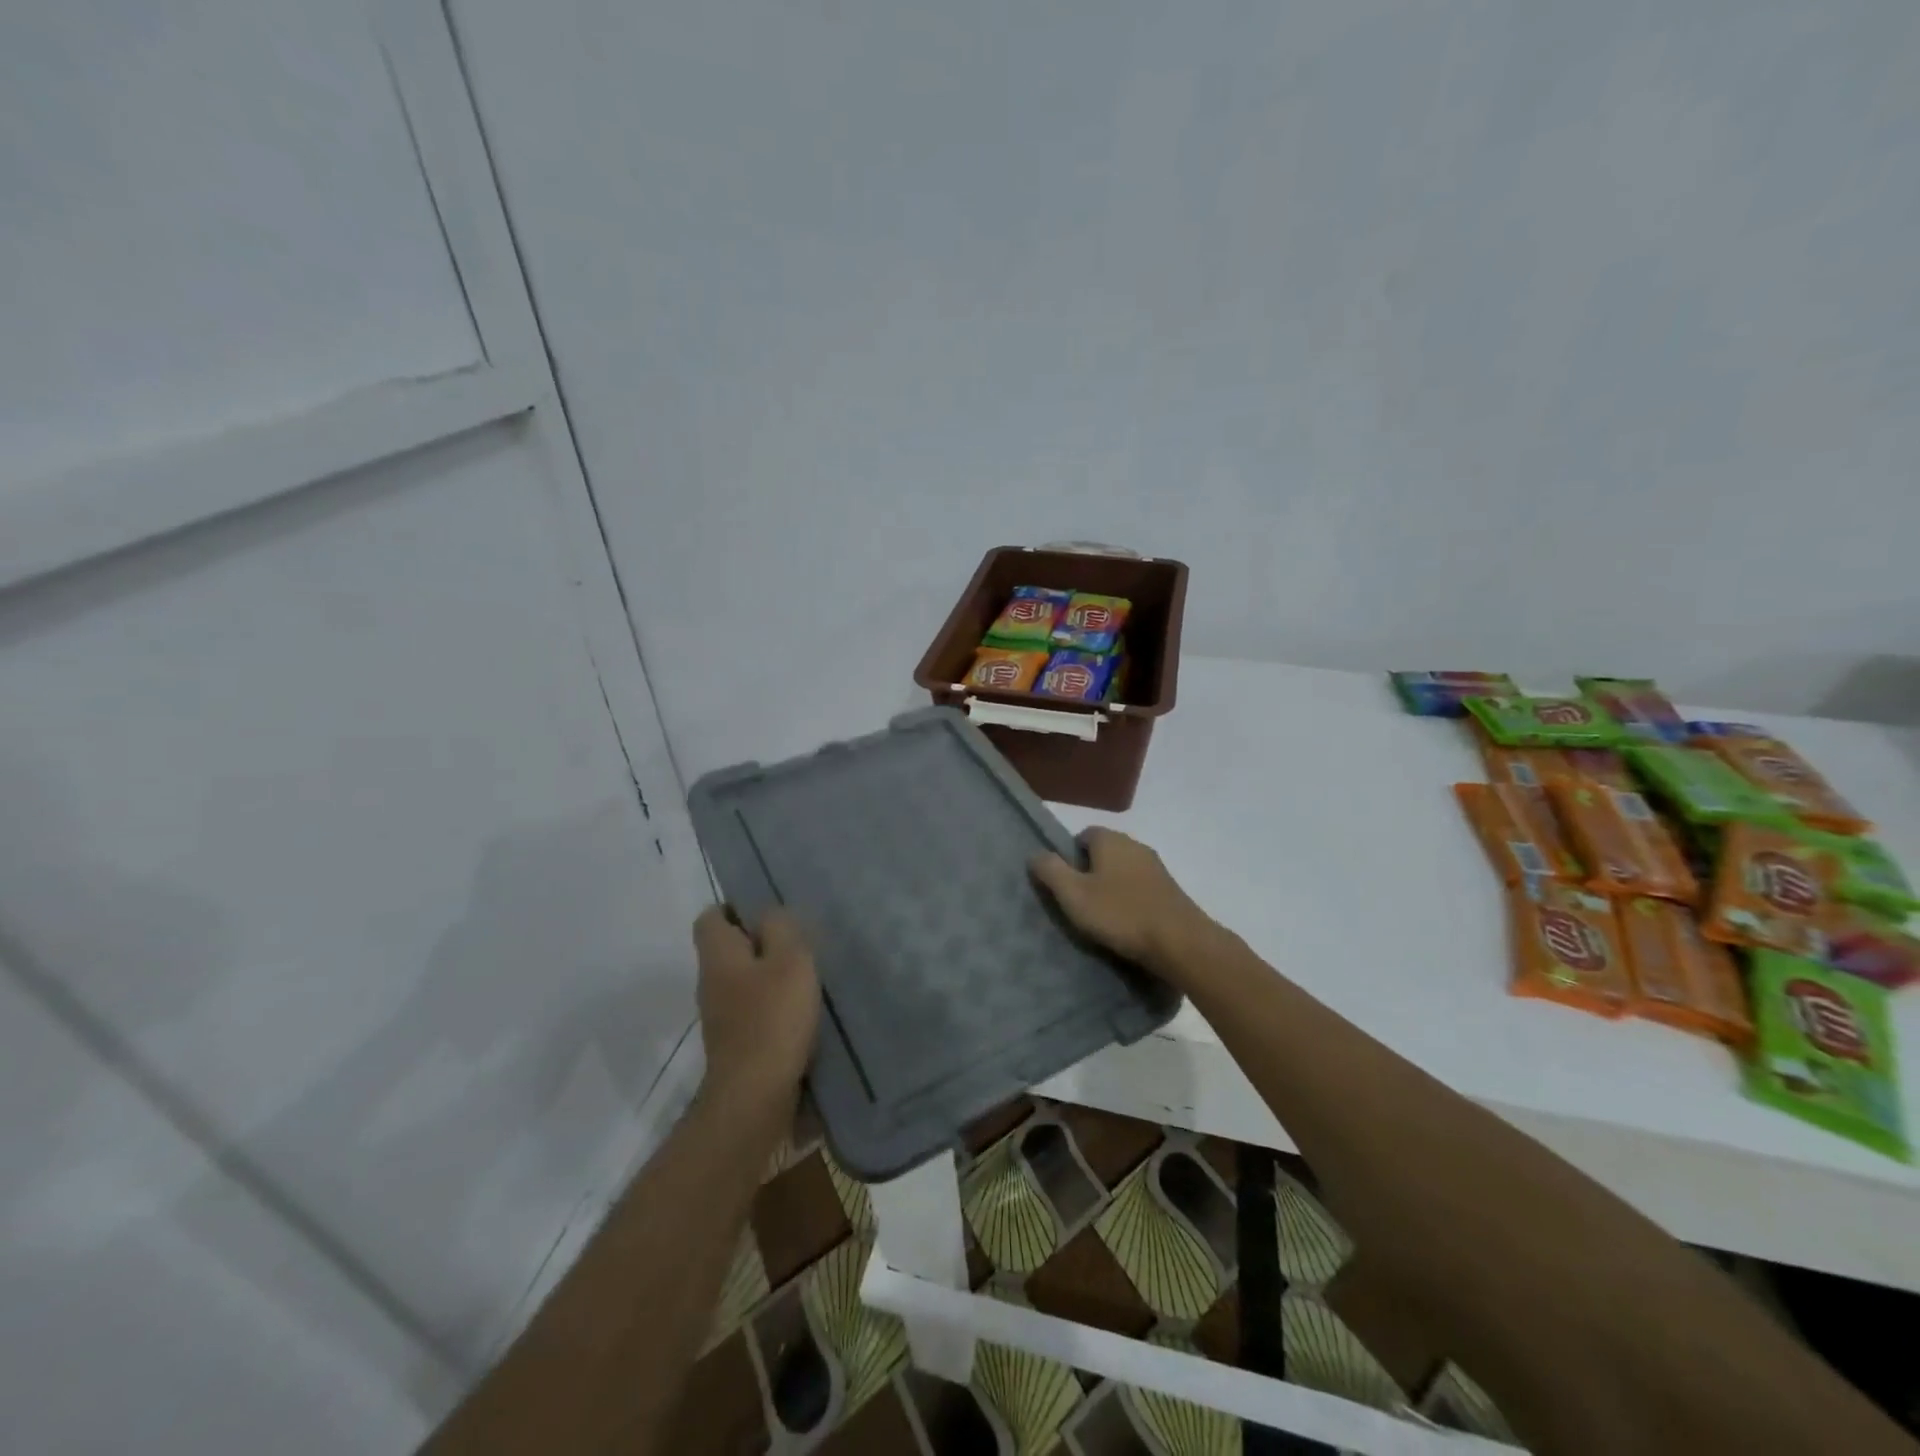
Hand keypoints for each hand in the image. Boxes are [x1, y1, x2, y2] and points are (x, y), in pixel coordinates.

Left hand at [692, 906, 820, 1108]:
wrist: (754, 1097)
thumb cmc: (772, 1018)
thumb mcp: (789, 959)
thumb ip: (780, 928)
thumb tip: (768, 914)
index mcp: (718, 955)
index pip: (711, 917)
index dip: (736, 908)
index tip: (769, 912)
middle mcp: (711, 982)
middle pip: (728, 949)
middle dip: (759, 942)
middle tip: (797, 941)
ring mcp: (720, 1016)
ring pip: (742, 980)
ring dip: (769, 975)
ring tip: (805, 975)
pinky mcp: (735, 1044)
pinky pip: (752, 1010)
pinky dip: (772, 1006)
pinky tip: (800, 1011)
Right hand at [1029, 828, 1215, 979]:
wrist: (1180, 941)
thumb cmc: (1120, 914)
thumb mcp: (1074, 894)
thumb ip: (1050, 871)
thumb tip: (1035, 854)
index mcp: (1110, 840)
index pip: (1084, 835)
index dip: (1070, 856)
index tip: (1065, 884)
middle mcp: (1135, 845)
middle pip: (1104, 852)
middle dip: (1090, 872)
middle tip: (1079, 901)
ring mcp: (1156, 867)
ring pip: (1123, 870)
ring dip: (1112, 887)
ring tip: (1102, 916)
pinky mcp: (1170, 889)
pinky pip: (1140, 887)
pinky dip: (1130, 899)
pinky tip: (1127, 923)